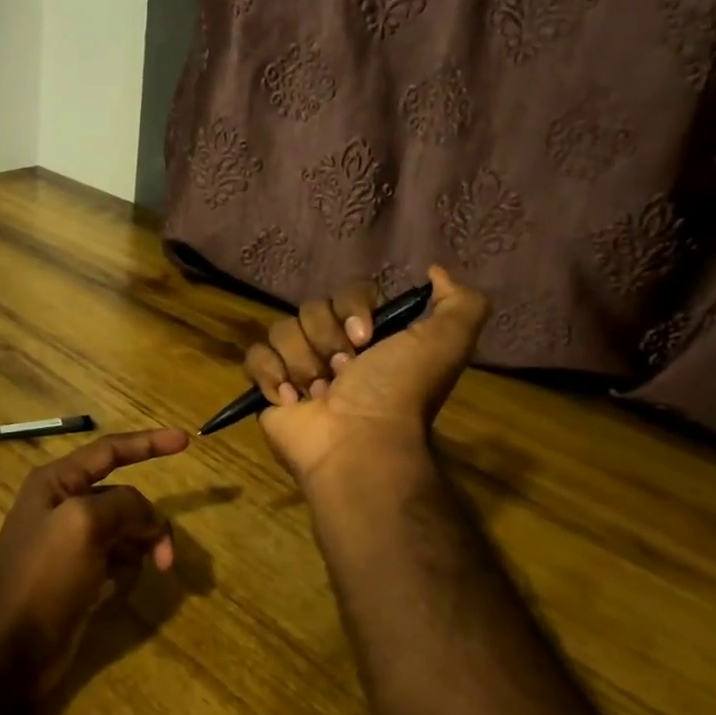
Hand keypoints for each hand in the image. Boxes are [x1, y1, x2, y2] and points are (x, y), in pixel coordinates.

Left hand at [0, 428, 189, 692]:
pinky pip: (118, 563)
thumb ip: (124, 504)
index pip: (111, 450)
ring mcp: (73, 546)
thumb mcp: (84, 523)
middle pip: (125, 498)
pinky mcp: (81, 580)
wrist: (7, 650)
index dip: (149, 443)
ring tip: (142, 577)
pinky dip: (125, 574)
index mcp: (58, 482)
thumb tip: (148, 518)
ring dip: (140, 550)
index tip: (185, 440)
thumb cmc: (42, 575)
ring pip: (127, 532)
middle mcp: (65, 507)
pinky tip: (110, 595)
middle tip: (165, 555)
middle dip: (148, 521)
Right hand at [244, 266, 488, 494]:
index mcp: (371, 336)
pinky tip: (291, 399)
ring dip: (302, 362)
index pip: (348, 292)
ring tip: (319, 394)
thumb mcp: (447, 342)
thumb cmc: (398, 391)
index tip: (364, 339)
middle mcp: (334, 348)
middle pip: (311, 309)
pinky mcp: (269, 388)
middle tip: (343, 372)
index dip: (351, 309)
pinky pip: (255, 357)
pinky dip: (271, 375)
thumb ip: (461, 302)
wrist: (359, 443)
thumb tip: (434, 271)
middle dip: (326, 339)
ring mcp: (299, 368)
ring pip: (282, 331)